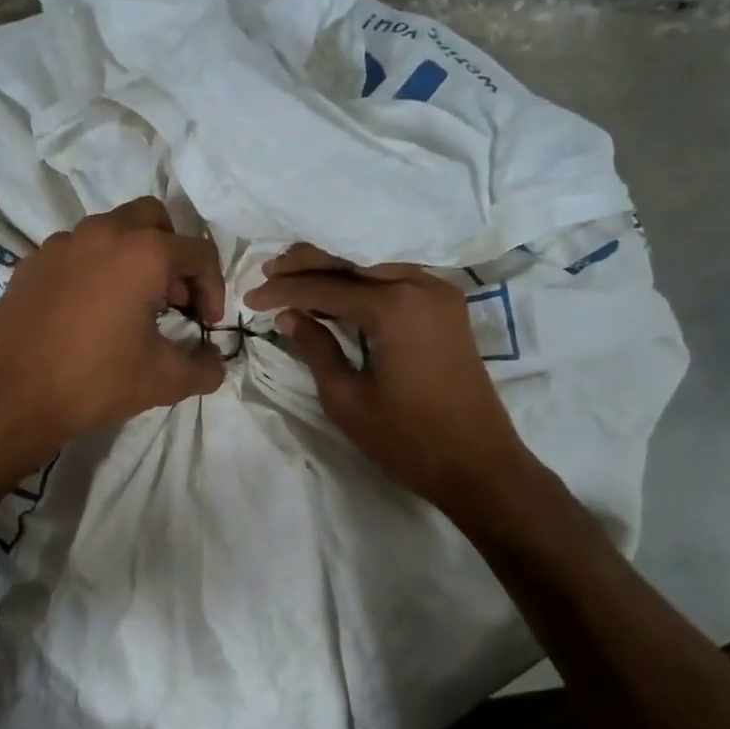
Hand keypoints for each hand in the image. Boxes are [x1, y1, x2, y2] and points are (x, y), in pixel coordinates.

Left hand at [0, 197, 225, 474]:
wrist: (11, 398)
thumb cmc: (95, 382)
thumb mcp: (165, 381)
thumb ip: (206, 368)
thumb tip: (216, 362)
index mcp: (142, 253)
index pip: (198, 253)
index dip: (213, 288)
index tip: (206, 324)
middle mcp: (102, 233)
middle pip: (153, 219)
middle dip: (173, 254)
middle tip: (173, 298)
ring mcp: (59, 245)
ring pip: (110, 231)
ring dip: (133, 258)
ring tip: (133, 305)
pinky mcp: (31, 264)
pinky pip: (75, 253)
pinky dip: (95, 270)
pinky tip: (89, 313)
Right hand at [245, 243, 528, 511]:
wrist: (479, 466)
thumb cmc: (408, 441)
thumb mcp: (348, 400)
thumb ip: (316, 349)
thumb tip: (289, 316)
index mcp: (395, 307)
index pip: (327, 288)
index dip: (285, 291)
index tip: (251, 297)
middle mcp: (421, 286)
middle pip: (354, 262)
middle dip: (308, 265)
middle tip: (269, 270)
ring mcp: (441, 294)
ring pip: (376, 267)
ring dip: (337, 270)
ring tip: (296, 275)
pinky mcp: (449, 308)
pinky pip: (398, 280)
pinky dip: (365, 282)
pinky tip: (340, 290)